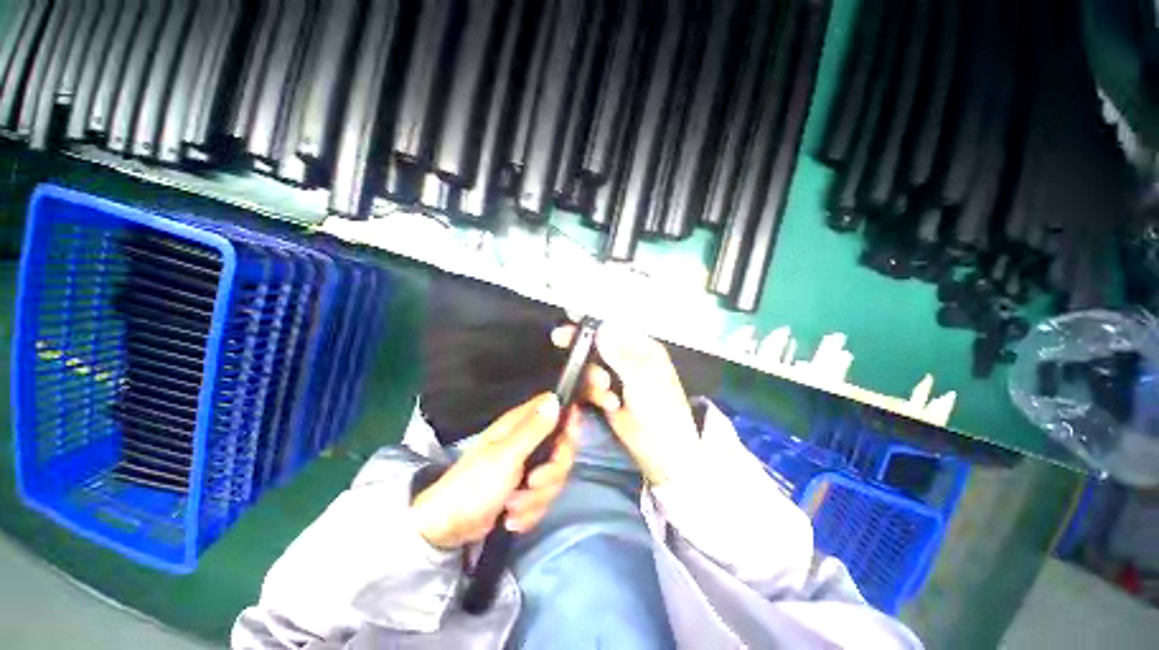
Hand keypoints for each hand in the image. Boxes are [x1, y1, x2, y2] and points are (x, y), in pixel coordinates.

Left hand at [411, 393, 577, 549]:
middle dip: (552, 473)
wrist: (449, 528)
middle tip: (533, 483)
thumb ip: (534, 429)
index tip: (565, 442)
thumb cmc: (474, 485)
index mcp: (521, 424)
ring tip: (512, 507)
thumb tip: (555, 399)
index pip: (556, 410)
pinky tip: (511, 518)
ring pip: (555, 477)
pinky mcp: (525, 488)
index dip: (568, 423)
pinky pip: (544, 497)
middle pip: (563, 448)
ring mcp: (527, 465)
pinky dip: (530, 512)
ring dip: (536, 499)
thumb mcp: (507, 456)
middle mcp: (527, 440)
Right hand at [551, 324, 698, 485]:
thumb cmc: (661, 412)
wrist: (662, 454)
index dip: (592, 323)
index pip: (614, 328)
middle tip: (560, 339)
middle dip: (583, 348)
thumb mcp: (643, 381)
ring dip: (593, 380)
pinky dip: (594, 394)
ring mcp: (617, 377)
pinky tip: (608, 405)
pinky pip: (590, 386)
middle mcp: (629, 358)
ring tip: (607, 396)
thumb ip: (620, 355)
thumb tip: (601, 328)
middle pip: (598, 344)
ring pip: (591, 366)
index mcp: (643, 349)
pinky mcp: (607, 394)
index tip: (571, 319)